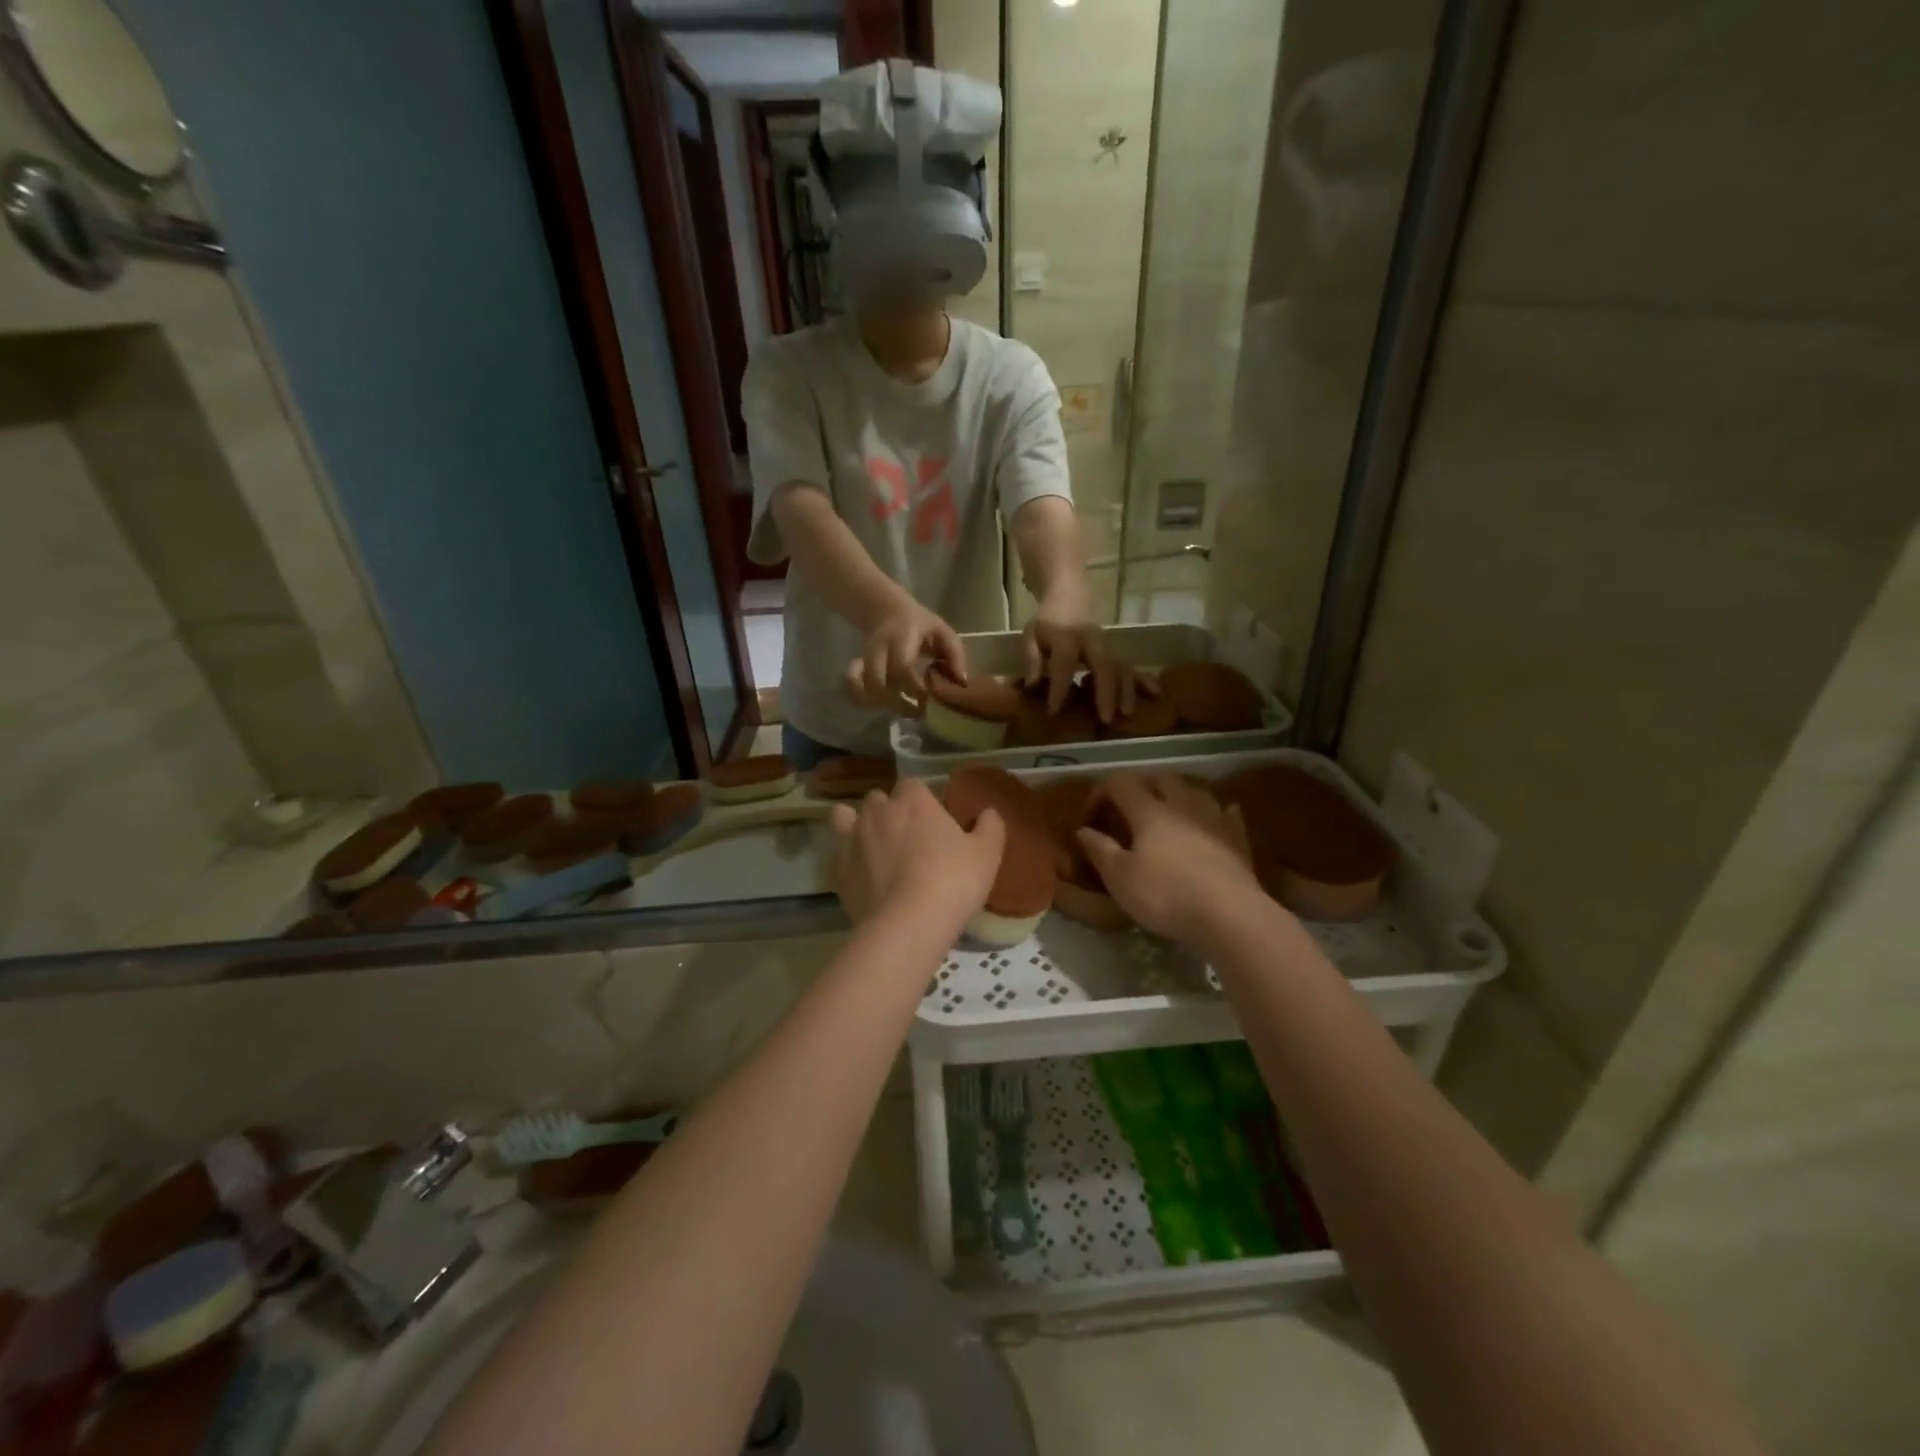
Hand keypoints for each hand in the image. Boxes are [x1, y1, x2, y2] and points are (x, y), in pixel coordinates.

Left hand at [828, 779, 1004, 928]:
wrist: (908, 924)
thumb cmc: (953, 880)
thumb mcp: (987, 854)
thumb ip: (990, 827)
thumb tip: (989, 812)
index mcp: (913, 800)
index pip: (913, 785)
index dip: (922, 800)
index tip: (934, 820)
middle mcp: (877, 811)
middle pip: (878, 799)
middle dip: (888, 810)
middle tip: (907, 836)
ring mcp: (852, 839)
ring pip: (844, 817)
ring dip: (855, 825)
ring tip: (872, 846)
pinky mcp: (837, 870)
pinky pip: (837, 855)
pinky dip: (847, 860)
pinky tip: (861, 875)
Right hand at [843, 601, 967, 711]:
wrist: (884, 610)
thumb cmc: (918, 624)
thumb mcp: (941, 630)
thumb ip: (954, 654)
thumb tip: (961, 682)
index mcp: (901, 637)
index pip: (902, 668)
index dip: (915, 688)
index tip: (930, 700)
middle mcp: (878, 649)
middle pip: (878, 684)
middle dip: (898, 704)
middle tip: (918, 711)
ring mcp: (864, 659)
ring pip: (865, 691)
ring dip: (883, 705)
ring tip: (904, 709)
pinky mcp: (856, 667)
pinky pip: (852, 690)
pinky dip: (862, 700)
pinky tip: (879, 704)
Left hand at [1023, 598, 1135, 722]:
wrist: (1069, 595)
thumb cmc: (1048, 621)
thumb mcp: (1031, 635)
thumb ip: (1031, 658)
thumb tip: (1032, 685)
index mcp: (1066, 637)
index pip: (1064, 664)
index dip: (1060, 687)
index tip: (1054, 711)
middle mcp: (1091, 640)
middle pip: (1103, 665)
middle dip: (1106, 692)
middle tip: (1106, 719)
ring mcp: (1107, 644)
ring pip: (1122, 666)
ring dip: (1126, 690)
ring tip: (1127, 713)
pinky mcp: (1116, 649)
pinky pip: (1132, 664)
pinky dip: (1144, 679)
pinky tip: (1155, 695)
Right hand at [1077, 773, 1261, 943]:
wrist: (1230, 916)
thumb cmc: (1166, 896)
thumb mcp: (1120, 879)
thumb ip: (1100, 850)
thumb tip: (1083, 830)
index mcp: (1149, 811)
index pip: (1120, 783)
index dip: (1100, 793)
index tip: (1090, 818)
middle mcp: (1182, 805)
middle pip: (1161, 778)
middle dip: (1142, 786)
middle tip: (1129, 809)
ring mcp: (1214, 819)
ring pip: (1195, 791)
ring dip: (1179, 795)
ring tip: (1169, 812)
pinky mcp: (1238, 839)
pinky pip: (1227, 813)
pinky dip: (1215, 813)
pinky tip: (1214, 820)